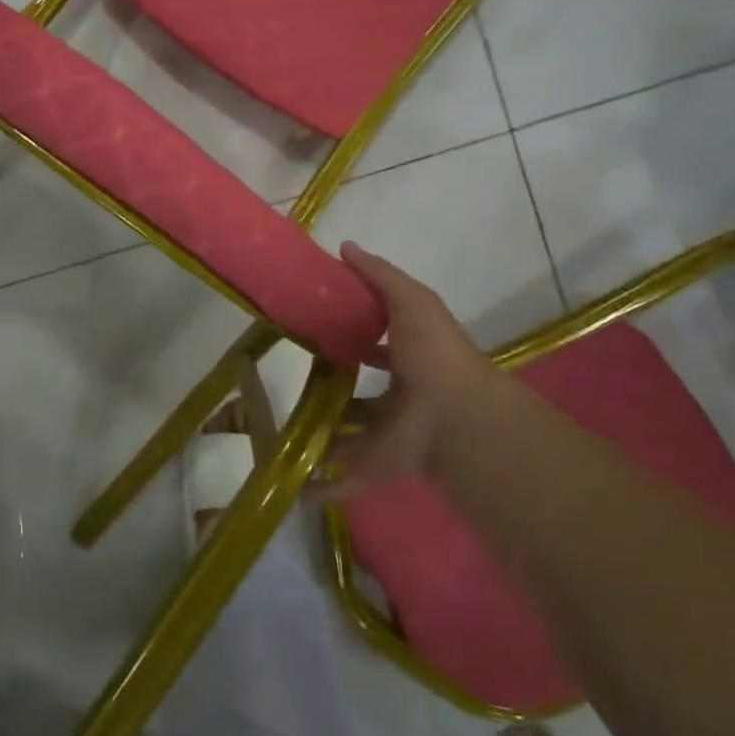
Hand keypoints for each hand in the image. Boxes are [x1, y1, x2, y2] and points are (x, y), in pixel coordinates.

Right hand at [315, 242, 508, 497]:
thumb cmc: (432, 352)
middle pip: (360, 394)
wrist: (453, 416)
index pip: (377, 345)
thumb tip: (344, 247)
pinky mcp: (376, 467)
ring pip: (349, 436)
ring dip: (324, 436)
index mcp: (409, 359)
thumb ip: (378, 275)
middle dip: (333, 388)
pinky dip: (321, 488)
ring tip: (282, 430)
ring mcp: (386, 435)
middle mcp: (398, 398)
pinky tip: (292, 489)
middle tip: (294, 379)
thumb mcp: (409, 299)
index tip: (316, 327)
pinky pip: (345, 480)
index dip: (354, 335)